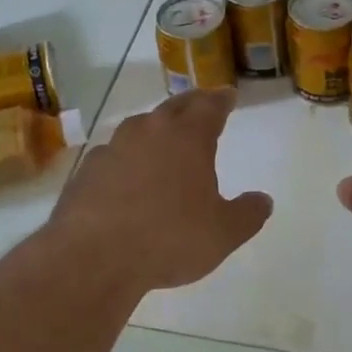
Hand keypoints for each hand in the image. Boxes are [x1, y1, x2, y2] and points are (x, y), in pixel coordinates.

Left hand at [51, 88, 271, 293]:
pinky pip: (114, 154)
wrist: (93, 256)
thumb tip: (263, 200)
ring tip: (163, 137)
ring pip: (140, 126)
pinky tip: (126, 174)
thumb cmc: (168, 239)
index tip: (228, 94)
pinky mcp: (87, 169)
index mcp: (188, 137)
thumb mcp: (222, 234)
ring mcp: (114, 147)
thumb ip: (247, 214)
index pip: (210, 106)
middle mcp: (150, 131)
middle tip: (201, 104)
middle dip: (191, 104)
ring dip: (155, 128)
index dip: (222, 99)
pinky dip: (126, 157)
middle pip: (174, 107)